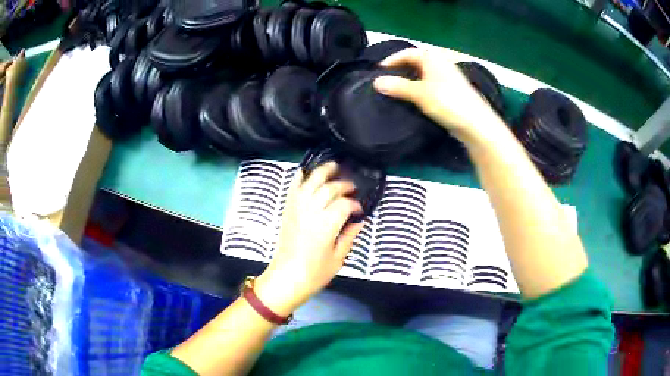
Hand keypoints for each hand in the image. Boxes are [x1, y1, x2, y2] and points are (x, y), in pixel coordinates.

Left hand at [255, 162, 362, 315]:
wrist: (286, 278)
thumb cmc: (314, 274)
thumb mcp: (338, 258)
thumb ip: (349, 236)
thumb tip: (359, 221)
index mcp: (326, 226)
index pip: (344, 204)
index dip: (355, 204)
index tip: (360, 210)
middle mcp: (311, 212)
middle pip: (329, 188)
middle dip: (343, 185)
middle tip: (351, 189)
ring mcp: (297, 210)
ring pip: (310, 182)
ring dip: (322, 172)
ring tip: (333, 166)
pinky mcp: (287, 211)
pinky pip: (293, 189)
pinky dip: (299, 178)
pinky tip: (305, 172)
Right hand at [373, 48, 501, 140]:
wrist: (475, 123)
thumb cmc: (447, 102)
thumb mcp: (419, 93)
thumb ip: (397, 87)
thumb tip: (376, 82)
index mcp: (433, 58)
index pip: (407, 53)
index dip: (392, 60)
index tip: (379, 71)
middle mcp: (441, 63)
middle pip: (416, 62)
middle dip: (401, 70)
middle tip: (386, 81)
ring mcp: (448, 77)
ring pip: (423, 74)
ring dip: (410, 81)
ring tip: (396, 91)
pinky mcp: (452, 91)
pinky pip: (430, 84)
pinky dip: (420, 88)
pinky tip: (414, 99)